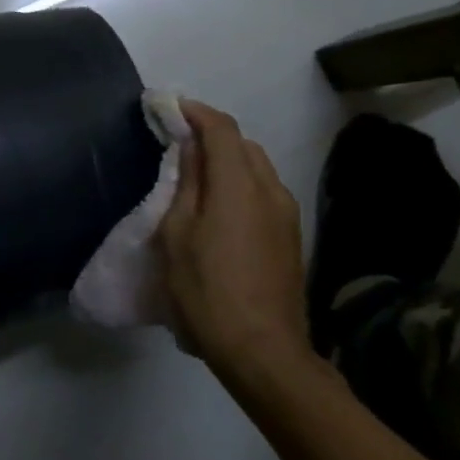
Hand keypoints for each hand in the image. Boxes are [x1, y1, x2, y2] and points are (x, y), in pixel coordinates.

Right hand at [158, 102, 312, 393]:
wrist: (263, 352)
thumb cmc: (207, 290)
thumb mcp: (178, 234)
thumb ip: (186, 183)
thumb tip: (190, 146)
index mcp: (240, 184)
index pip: (221, 127)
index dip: (194, 111)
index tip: (167, 107)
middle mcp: (271, 189)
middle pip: (242, 144)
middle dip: (210, 134)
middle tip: (176, 141)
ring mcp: (287, 214)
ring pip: (256, 167)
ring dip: (227, 160)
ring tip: (195, 175)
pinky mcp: (291, 237)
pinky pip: (264, 192)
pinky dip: (240, 184)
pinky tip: (219, 208)